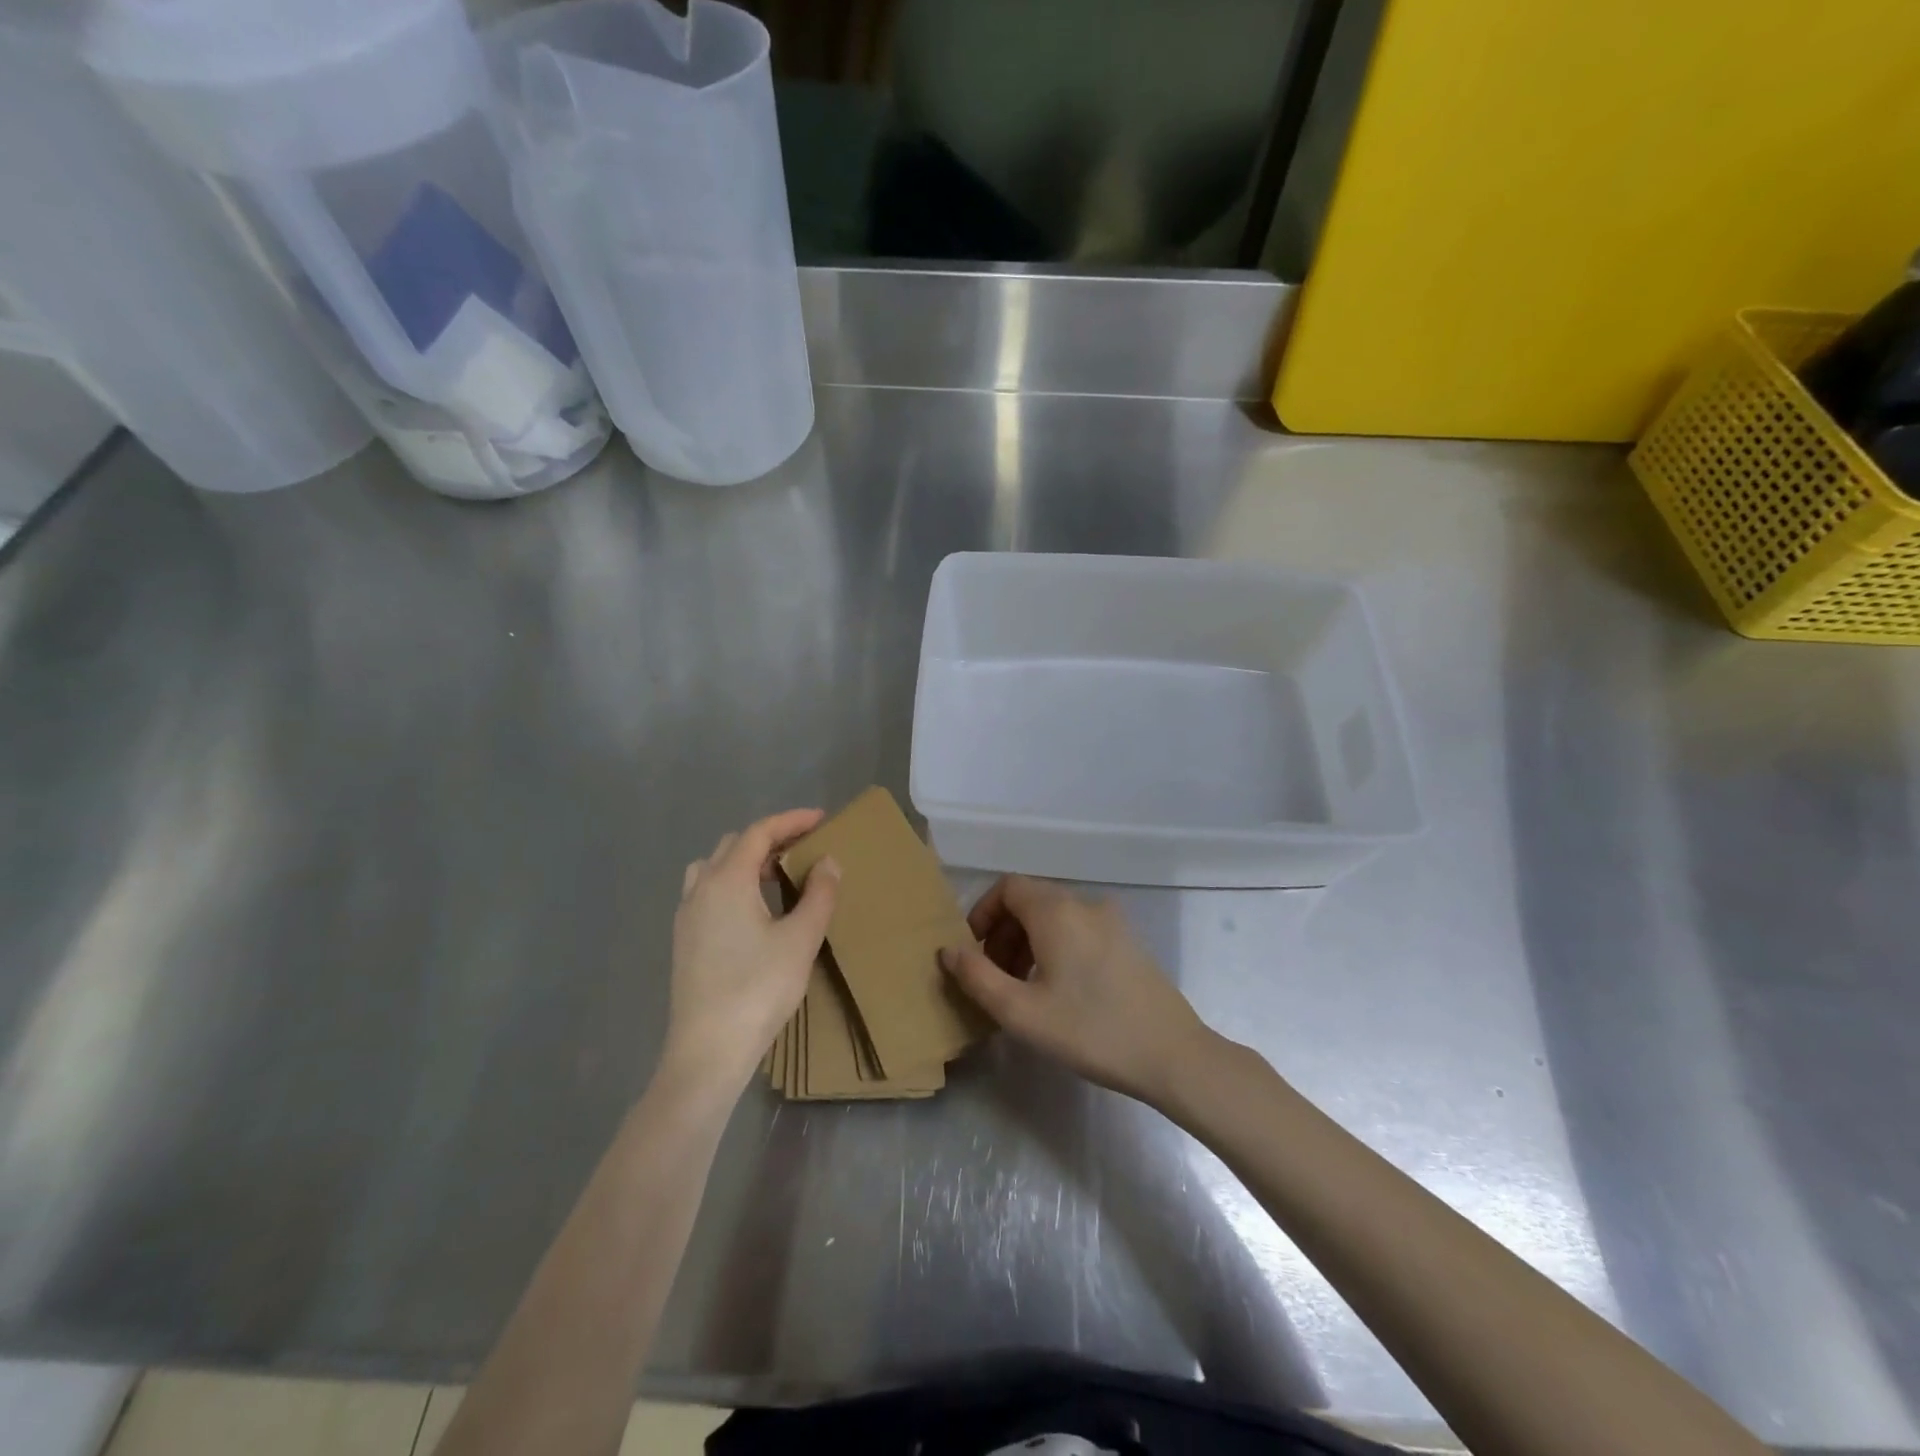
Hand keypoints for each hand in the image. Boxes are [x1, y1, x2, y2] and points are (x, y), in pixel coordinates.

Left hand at [664, 809, 838, 1095]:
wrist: (707, 1050)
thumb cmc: (758, 988)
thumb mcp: (801, 939)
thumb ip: (819, 894)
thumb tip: (828, 861)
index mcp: (727, 880)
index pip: (759, 832)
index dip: (791, 820)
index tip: (821, 818)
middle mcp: (700, 888)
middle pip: (734, 845)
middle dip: (770, 838)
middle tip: (805, 847)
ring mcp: (686, 915)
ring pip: (714, 868)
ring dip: (747, 861)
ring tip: (778, 876)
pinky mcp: (684, 940)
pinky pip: (707, 892)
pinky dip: (733, 884)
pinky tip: (754, 910)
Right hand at [940, 876, 1214, 1107]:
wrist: (1171, 1054)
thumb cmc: (1090, 1031)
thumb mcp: (1022, 1012)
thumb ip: (977, 977)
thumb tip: (948, 951)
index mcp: (1057, 911)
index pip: (1007, 887)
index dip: (983, 912)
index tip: (973, 951)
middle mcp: (1084, 903)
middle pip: (1031, 900)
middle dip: (1003, 931)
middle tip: (994, 975)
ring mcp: (1112, 920)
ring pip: (1055, 915)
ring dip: (1029, 940)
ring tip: (1022, 986)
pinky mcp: (1128, 940)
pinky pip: (1079, 927)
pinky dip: (1056, 945)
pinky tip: (1058, 988)